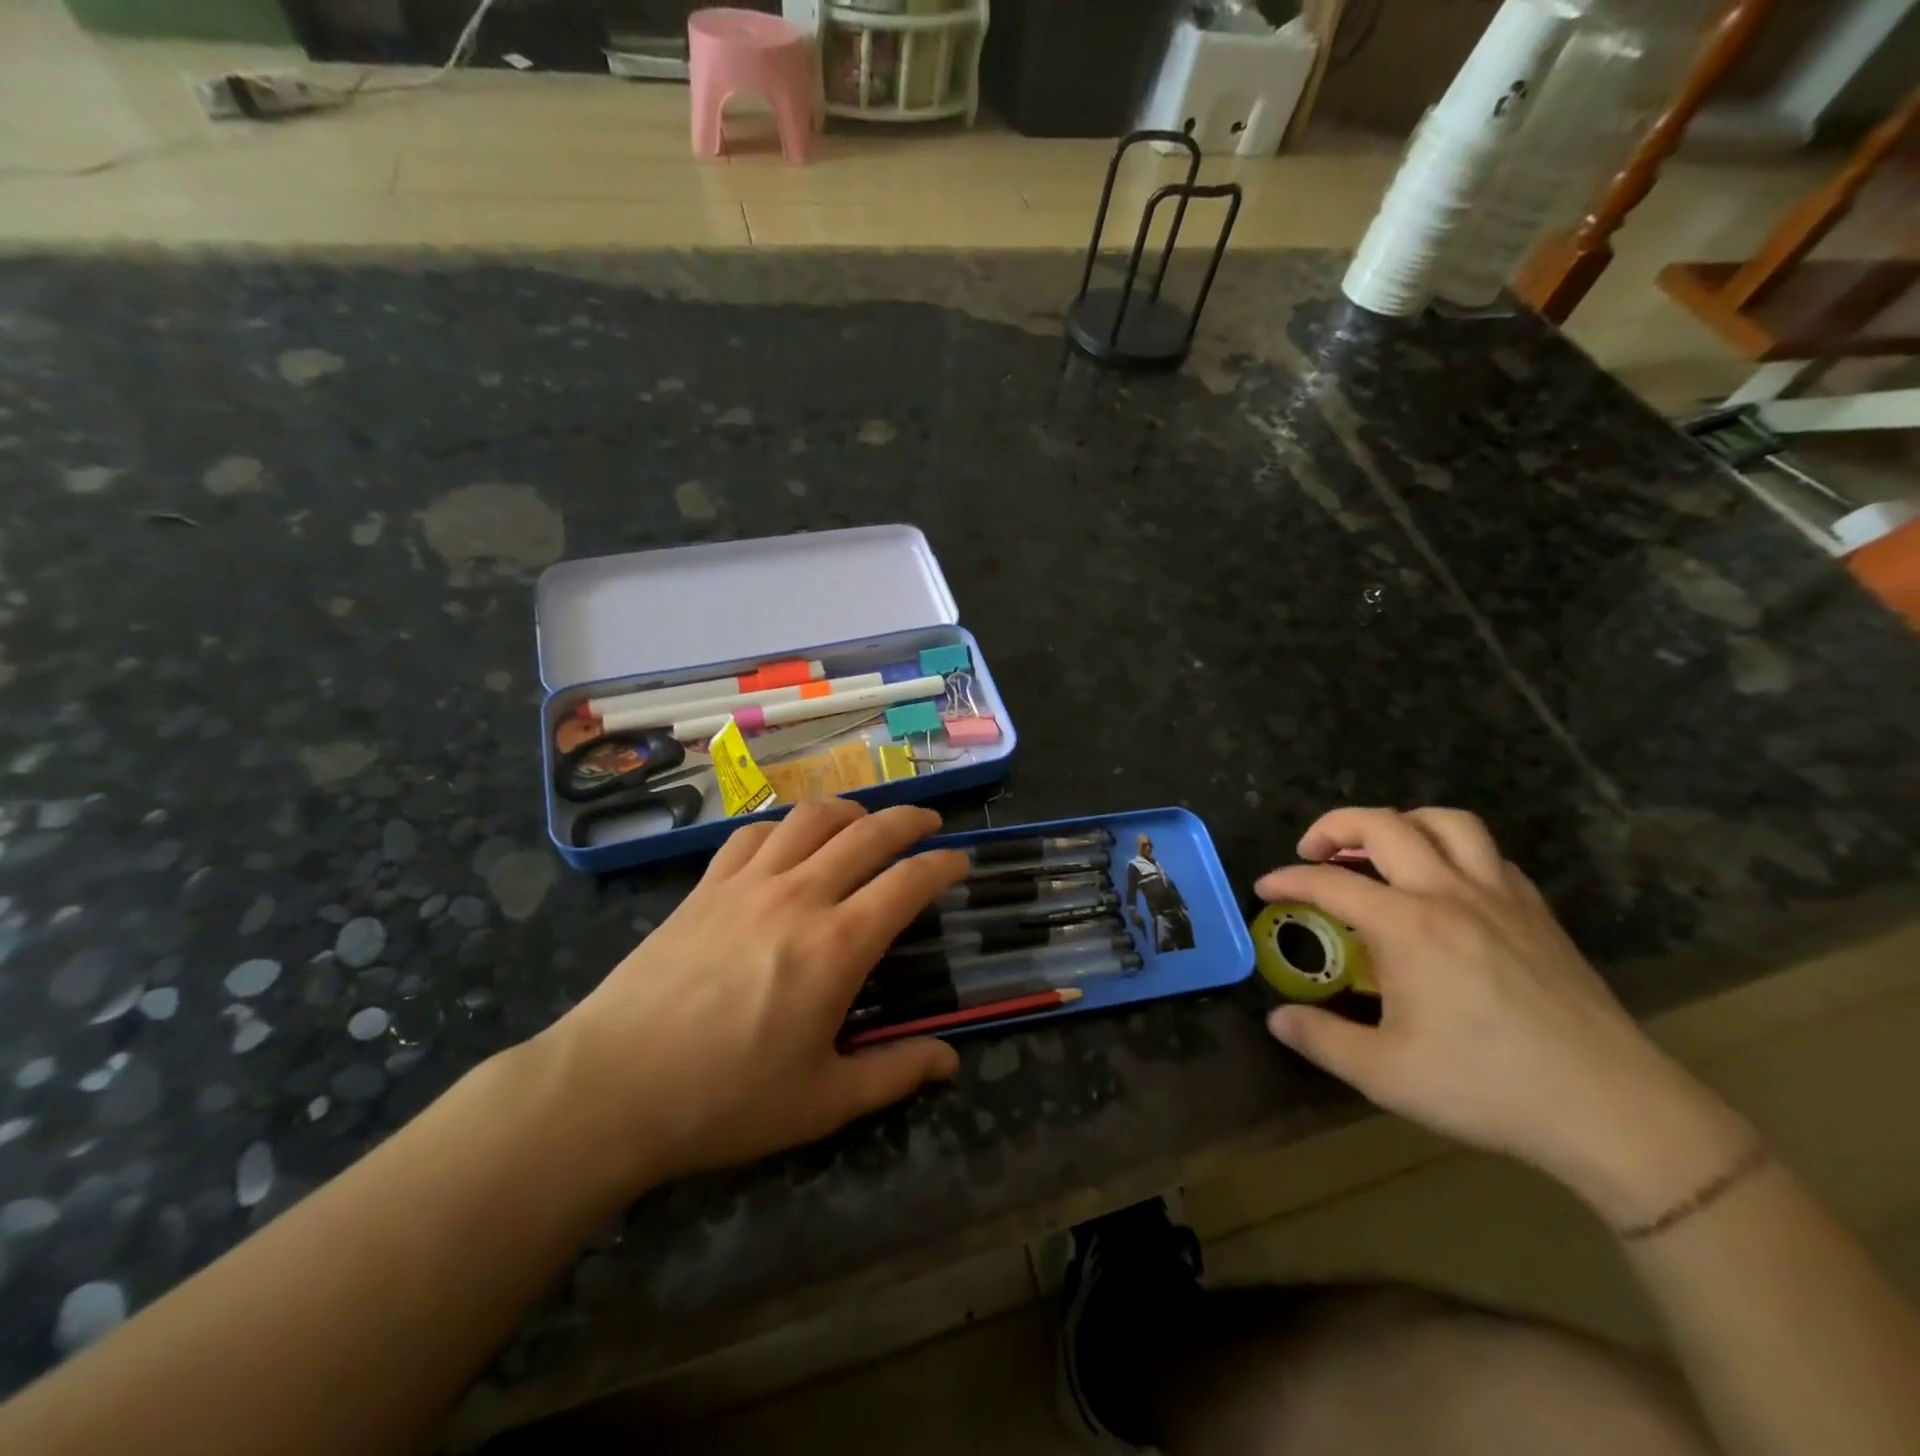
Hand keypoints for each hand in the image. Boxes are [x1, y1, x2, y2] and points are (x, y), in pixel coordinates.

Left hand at [541, 800, 968, 1192]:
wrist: (610, 1088)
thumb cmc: (724, 1100)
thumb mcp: (822, 1102)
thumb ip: (894, 1073)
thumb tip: (950, 1059)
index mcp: (836, 946)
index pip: (907, 883)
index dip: (942, 865)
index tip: (961, 861)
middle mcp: (798, 896)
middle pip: (867, 833)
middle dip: (909, 820)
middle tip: (930, 824)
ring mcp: (747, 883)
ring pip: (810, 819)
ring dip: (850, 810)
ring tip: (866, 821)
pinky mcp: (705, 886)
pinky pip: (753, 833)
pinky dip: (785, 827)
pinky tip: (789, 842)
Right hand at [1257, 807, 1751, 1225]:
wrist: (1614, 1112)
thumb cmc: (1488, 1088)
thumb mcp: (1384, 1074)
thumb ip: (1320, 1039)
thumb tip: (1277, 1019)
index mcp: (1407, 926)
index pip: (1330, 882)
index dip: (1288, 879)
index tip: (1266, 888)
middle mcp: (1449, 894)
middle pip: (1384, 825)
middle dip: (1336, 826)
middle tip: (1313, 851)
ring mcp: (1501, 897)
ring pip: (1447, 823)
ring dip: (1401, 824)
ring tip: (1378, 851)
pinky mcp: (1538, 913)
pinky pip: (1489, 855)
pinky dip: (1452, 851)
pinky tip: (1443, 884)